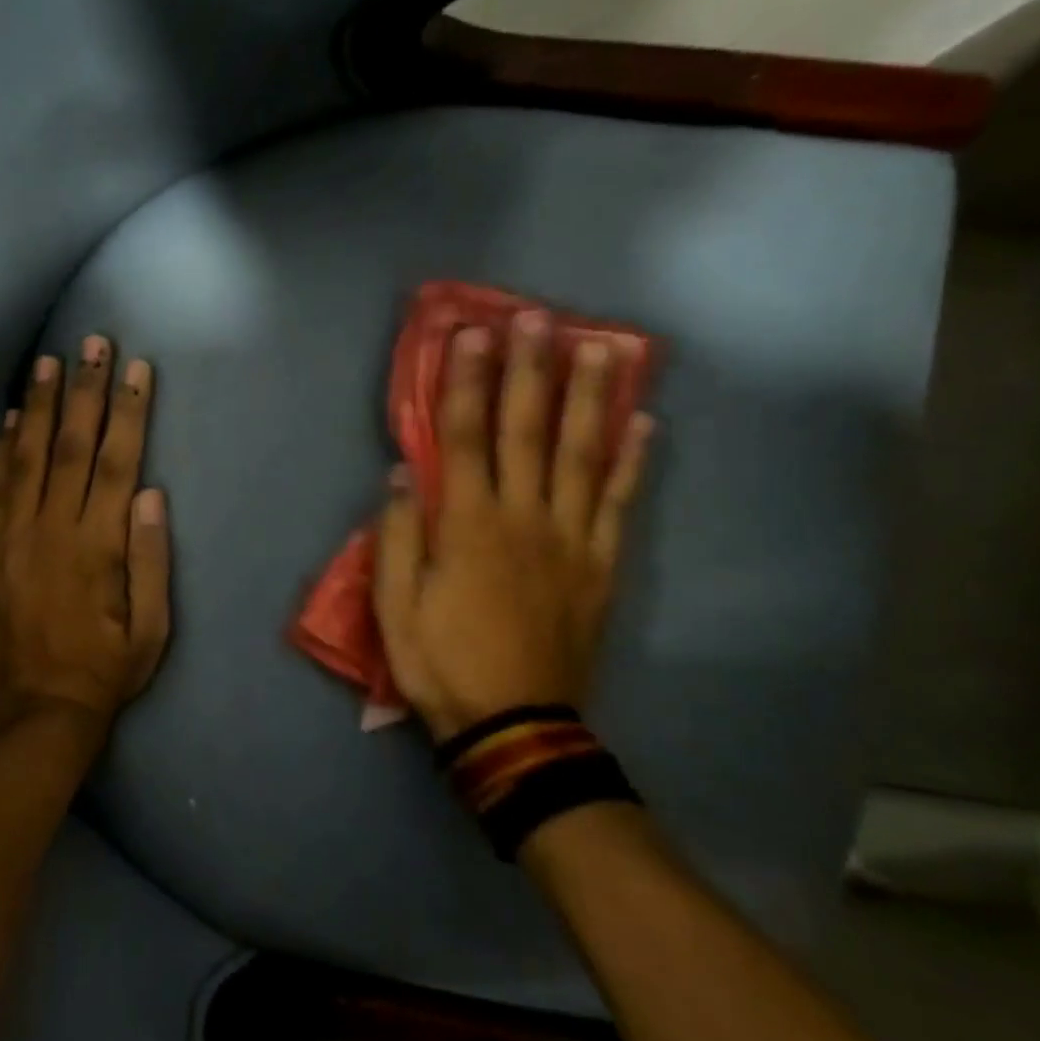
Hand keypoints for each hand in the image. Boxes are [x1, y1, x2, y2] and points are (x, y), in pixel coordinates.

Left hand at [0, 336, 170, 739]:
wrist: (36, 710)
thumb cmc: (105, 670)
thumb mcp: (151, 628)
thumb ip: (151, 559)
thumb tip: (151, 494)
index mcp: (99, 546)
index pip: (117, 462)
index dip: (129, 412)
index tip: (136, 370)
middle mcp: (54, 529)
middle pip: (71, 445)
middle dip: (85, 390)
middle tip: (92, 343)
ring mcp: (15, 536)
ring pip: (27, 456)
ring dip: (40, 404)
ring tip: (48, 360)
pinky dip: (1, 447)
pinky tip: (9, 416)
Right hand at [374, 317, 652, 743]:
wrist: (514, 723)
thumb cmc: (442, 662)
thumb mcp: (394, 608)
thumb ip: (396, 537)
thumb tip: (401, 475)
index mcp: (468, 525)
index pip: (464, 436)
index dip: (465, 381)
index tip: (471, 333)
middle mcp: (524, 517)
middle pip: (527, 430)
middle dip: (529, 369)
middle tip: (536, 317)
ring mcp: (570, 539)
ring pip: (583, 454)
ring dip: (590, 397)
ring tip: (601, 347)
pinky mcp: (600, 565)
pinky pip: (620, 504)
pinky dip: (634, 462)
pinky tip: (645, 424)